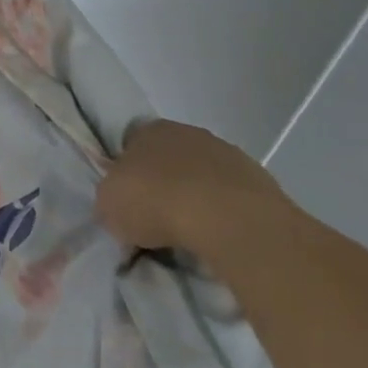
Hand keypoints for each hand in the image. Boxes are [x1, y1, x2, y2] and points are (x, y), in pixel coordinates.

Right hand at [95, 119, 293, 258]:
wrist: (226, 218)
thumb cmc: (155, 201)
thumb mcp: (109, 206)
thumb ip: (110, 200)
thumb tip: (118, 210)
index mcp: (147, 130)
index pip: (131, 144)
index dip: (127, 173)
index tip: (128, 202)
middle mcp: (187, 133)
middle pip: (169, 159)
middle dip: (164, 184)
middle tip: (157, 221)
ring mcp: (227, 154)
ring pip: (203, 176)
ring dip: (197, 198)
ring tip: (191, 236)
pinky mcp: (259, 181)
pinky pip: (230, 199)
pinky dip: (224, 215)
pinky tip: (219, 238)